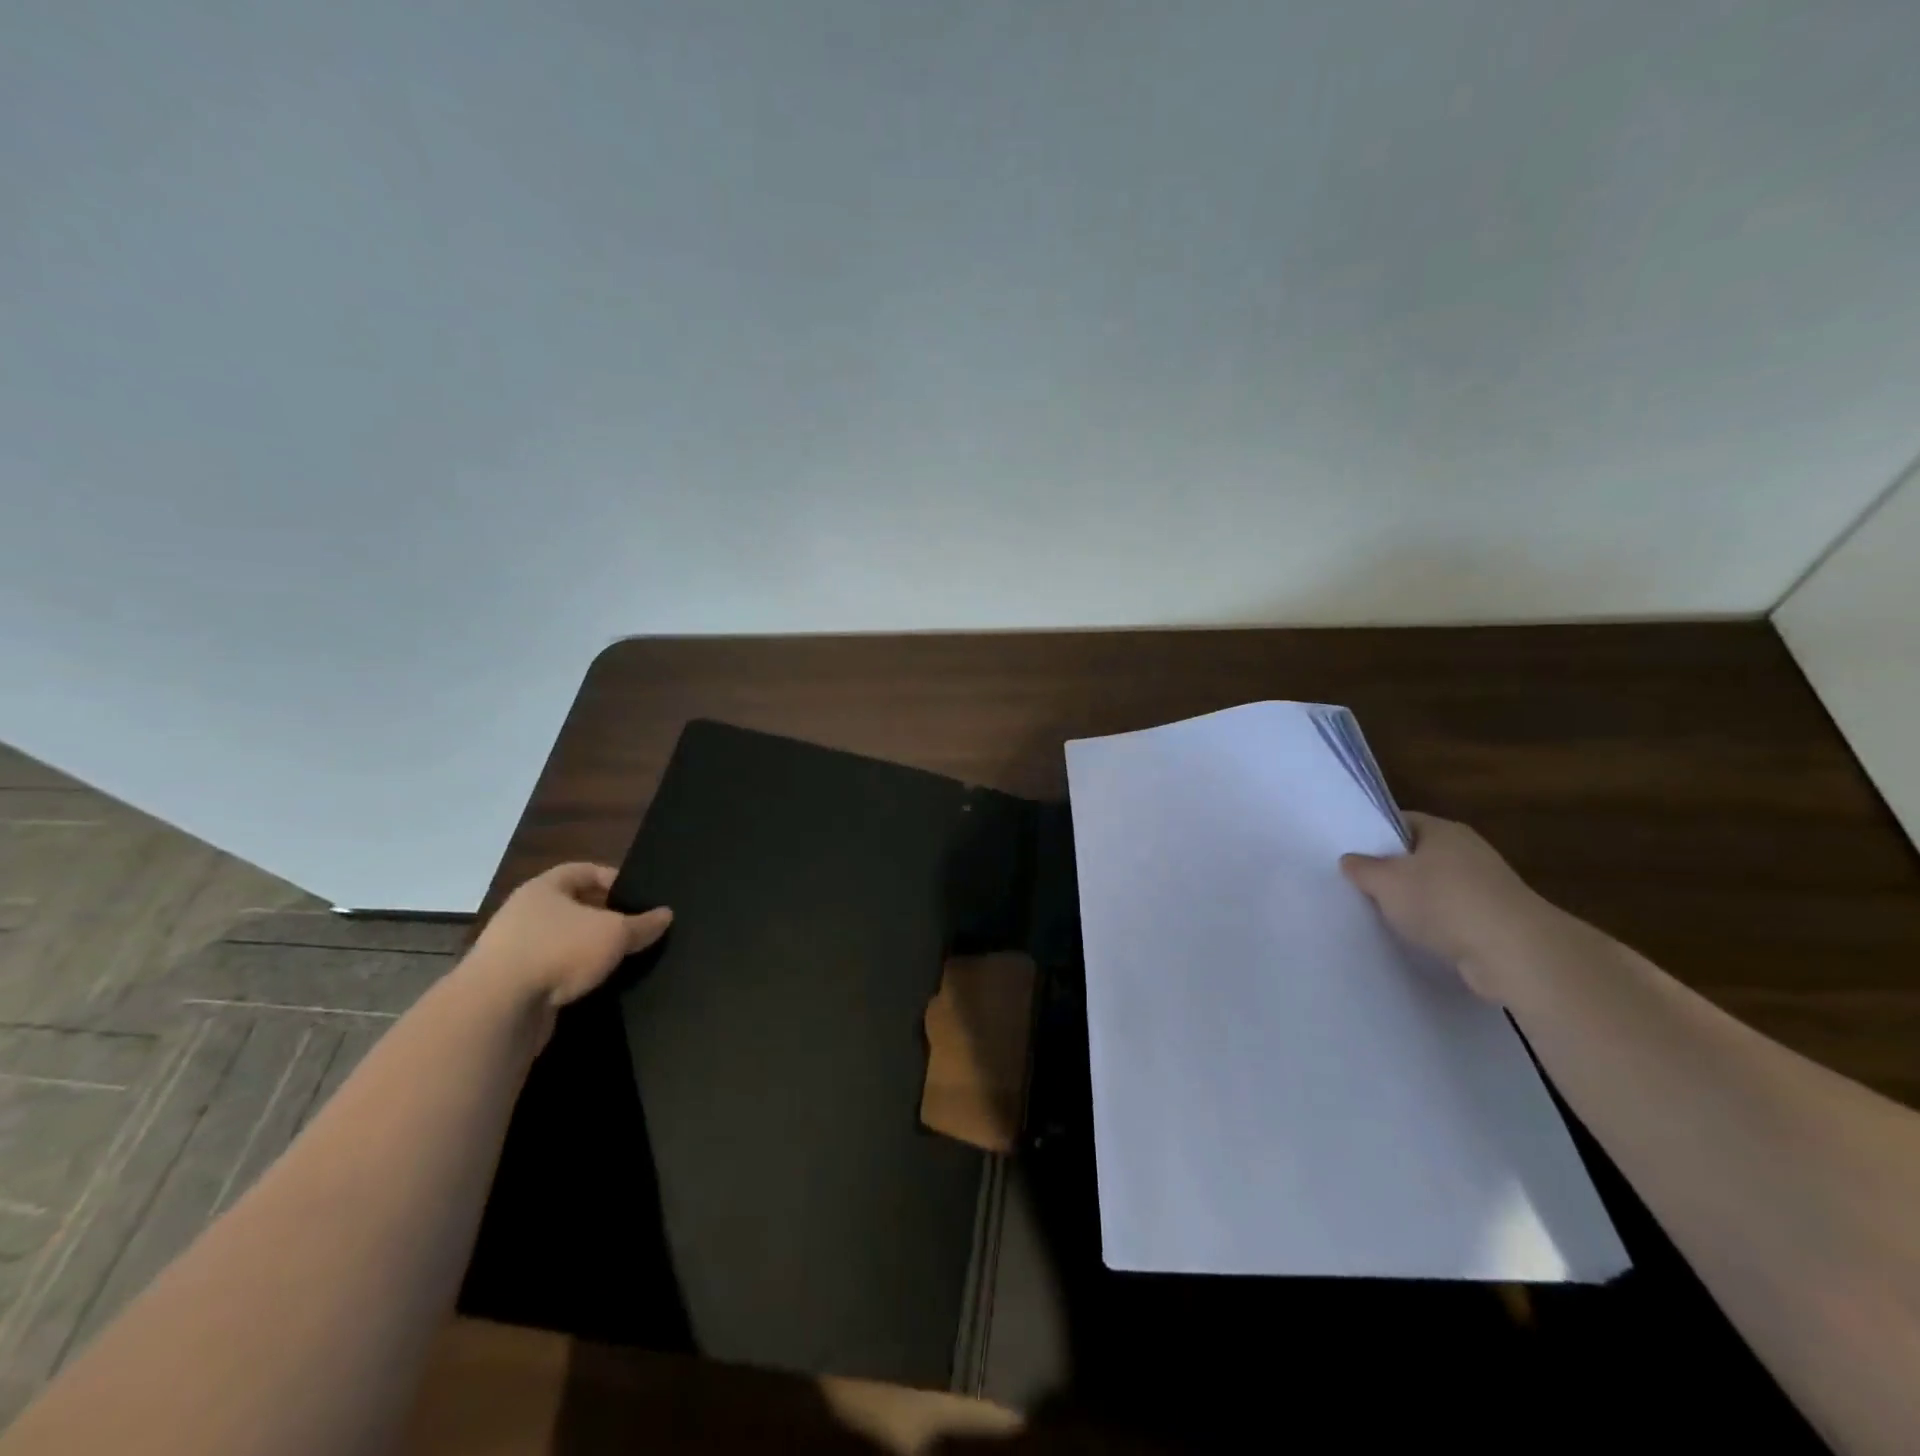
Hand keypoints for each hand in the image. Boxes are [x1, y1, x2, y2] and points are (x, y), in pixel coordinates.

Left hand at [465, 863, 671, 1012]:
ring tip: (621, 958)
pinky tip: (596, 985)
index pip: (583, 870)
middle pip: (572, 907)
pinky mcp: (511, 986)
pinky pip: (551, 972)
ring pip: (562, 941)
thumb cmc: (558, 950)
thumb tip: (666, 914)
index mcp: (543, 889)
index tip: (638, 895)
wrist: (497, 1010)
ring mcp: (513, 951)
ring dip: (587, 949)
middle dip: (603, 917)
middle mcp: (524, 914)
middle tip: (635, 928)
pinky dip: (573, 976)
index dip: (612, 878)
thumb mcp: (614, 933)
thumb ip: (642, 924)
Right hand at [1340, 812, 1557, 1001]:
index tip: (1350, 852)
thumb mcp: (1385, 882)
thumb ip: (1362, 868)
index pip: (1401, 821)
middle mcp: (1468, 851)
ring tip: (1382, 914)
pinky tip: (1415, 937)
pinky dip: (1436, 924)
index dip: (1374, 834)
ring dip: (1414, 900)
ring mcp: (1487, 886)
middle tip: (1359, 884)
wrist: (1514, 953)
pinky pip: (1453, 915)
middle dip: (1392, 870)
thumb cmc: (1442, 901)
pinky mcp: (1497, 920)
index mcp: (1443, 830)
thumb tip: (1350, 860)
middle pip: (1419, 854)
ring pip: (1436, 887)